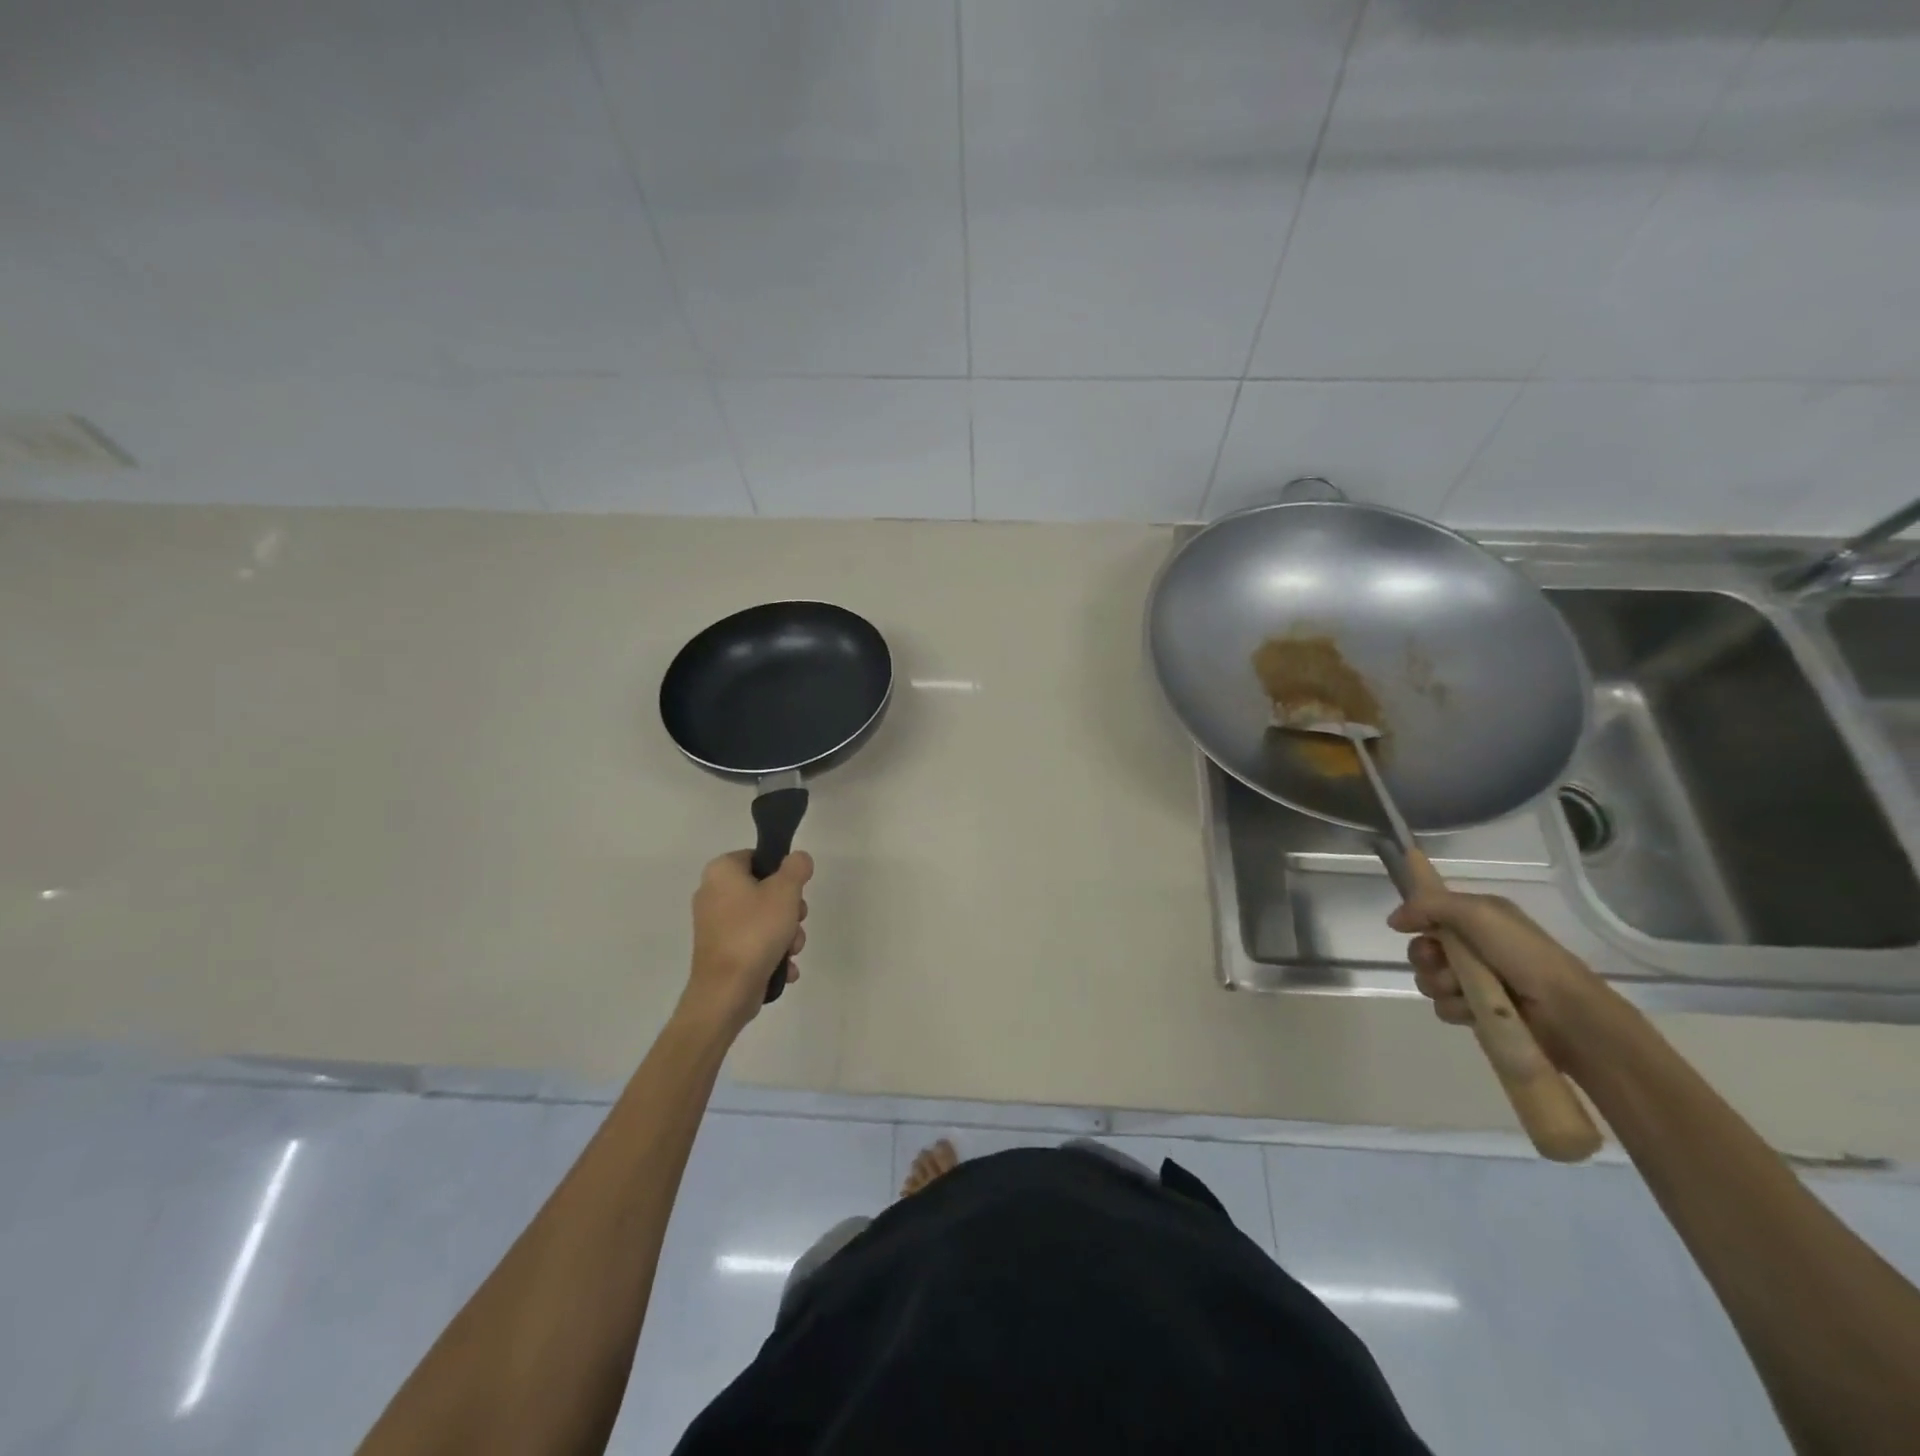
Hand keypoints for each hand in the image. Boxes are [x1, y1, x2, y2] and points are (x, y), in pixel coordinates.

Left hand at [681, 850, 811, 1031]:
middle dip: (789, 910)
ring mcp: (716, 926)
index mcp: (721, 872)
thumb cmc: (755, 932)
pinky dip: (772, 953)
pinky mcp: (721, 952)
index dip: (782, 872)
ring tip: (790, 950)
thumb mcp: (785, 891)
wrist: (726, 992)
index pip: (758, 857)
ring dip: (786, 934)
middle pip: (765, 890)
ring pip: (764, 919)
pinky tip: (784, 967)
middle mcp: (713, 894)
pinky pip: (754, 943)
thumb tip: (798, 859)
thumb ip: (796, 867)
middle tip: (796, 921)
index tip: (796, 890)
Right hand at [1388, 889, 1615, 1070]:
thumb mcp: (1477, 913)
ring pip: (1429, 979)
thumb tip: (1393, 921)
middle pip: (1423, 948)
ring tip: (1463, 990)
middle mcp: (1475, 947)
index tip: (1409, 927)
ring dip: (1440, 984)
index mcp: (1479, 918)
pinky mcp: (1479, 1012)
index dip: (1418, 920)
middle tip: (1439, 962)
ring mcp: (1477, 981)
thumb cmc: (1523, 955)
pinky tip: (1472, 1010)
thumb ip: (1429, 906)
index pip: (1431, 913)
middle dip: (1424, 956)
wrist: (1567, 1013)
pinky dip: (1455, 1007)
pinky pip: (1443, 1007)